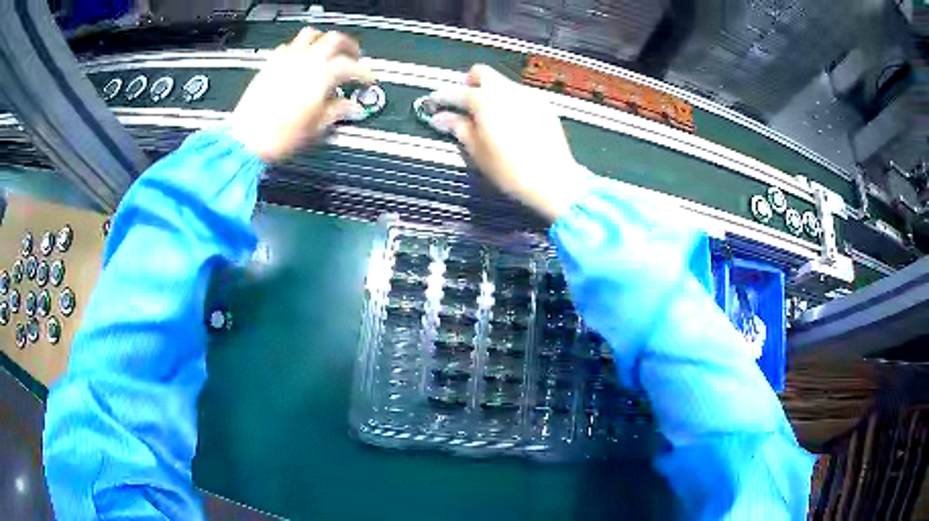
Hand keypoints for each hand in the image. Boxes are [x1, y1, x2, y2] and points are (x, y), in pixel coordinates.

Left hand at [229, 27, 374, 162]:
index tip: (369, 80)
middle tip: (354, 57)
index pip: (352, 66)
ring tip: (327, 51)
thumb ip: (337, 111)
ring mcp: (286, 59)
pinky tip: (300, 60)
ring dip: (323, 40)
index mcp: (322, 74)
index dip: (365, 73)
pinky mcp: (270, 64)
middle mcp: (306, 60)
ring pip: (311, 35)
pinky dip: (299, 48)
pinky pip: (288, 46)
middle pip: (334, 39)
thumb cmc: (279, 136)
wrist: (246, 141)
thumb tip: (351, 107)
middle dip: (349, 46)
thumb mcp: (316, 126)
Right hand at [431, 65, 592, 221]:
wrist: (553, 180)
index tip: (434, 104)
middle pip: (482, 72)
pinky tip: (512, 122)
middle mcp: (507, 91)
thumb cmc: (510, 170)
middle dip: (469, 84)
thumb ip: (458, 128)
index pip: (457, 92)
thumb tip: (441, 117)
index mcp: (486, 101)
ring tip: (490, 117)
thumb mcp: (477, 152)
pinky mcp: (544, 105)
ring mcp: (528, 95)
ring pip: (502, 83)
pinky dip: (509, 101)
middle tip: (465, 104)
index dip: (442, 98)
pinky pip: (520, 95)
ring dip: (491, 92)